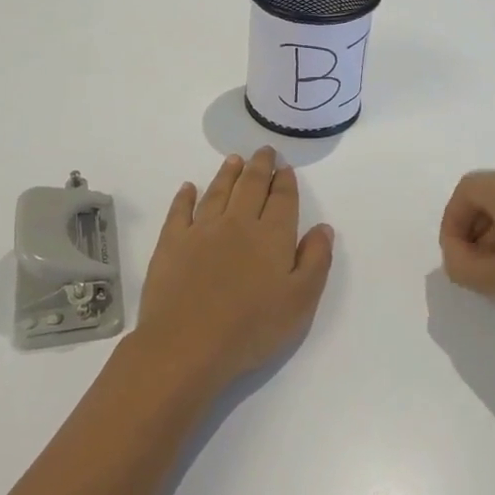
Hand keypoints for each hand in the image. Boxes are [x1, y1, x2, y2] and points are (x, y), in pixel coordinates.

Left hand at [130, 149, 334, 396]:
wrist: (187, 344)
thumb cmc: (251, 327)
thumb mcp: (300, 301)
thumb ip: (315, 261)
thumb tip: (323, 228)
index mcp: (271, 235)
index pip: (282, 199)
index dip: (285, 182)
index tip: (285, 168)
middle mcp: (237, 223)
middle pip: (250, 186)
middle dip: (260, 166)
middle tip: (264, 150)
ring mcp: (201, 230)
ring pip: (217, 192)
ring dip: (228, 173)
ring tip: (234, 160)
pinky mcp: (171, 243)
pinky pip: (180, 211)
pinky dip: (185, 196)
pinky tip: (189, 188)